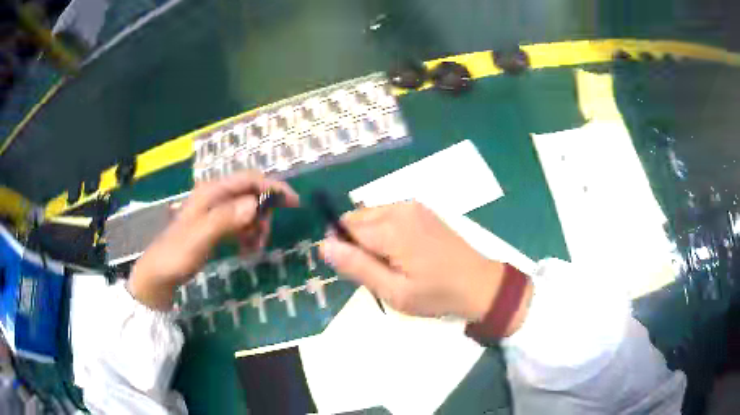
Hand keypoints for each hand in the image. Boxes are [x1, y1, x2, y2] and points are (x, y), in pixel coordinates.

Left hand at [128, 171, 298, 309]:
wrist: (160, 273)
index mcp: (212, 192)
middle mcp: (215, 196)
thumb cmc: (177, 254)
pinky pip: (240, 225)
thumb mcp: (200, 238)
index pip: (249, 179)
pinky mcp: (215, 225)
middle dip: (263, 214)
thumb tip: (254, 205)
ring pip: (247, 211)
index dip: (273, 187)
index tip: (293, 203)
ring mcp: (215, 211)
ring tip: (253, 250)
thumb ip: (225, 219)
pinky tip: (245, 251)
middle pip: (251, 195)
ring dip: (257, 228)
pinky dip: (248, 236)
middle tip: (263, 238)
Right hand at [319, 201, 507, 321]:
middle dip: (356, 243)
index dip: (343, 249)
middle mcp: (399, 208)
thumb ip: (357, 267)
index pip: (345, 227)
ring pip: (370, 216)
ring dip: (370, 238)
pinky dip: (385, 232)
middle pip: (356, 218)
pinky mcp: (421, 210)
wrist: (480, 284)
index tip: (357, 271)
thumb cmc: (437, 294)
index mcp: (391, 228)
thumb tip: (323, 246)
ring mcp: (413, 206)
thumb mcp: (394, 291)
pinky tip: (403, 253)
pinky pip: (387, 215)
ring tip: (391, 264)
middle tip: (377, 271)